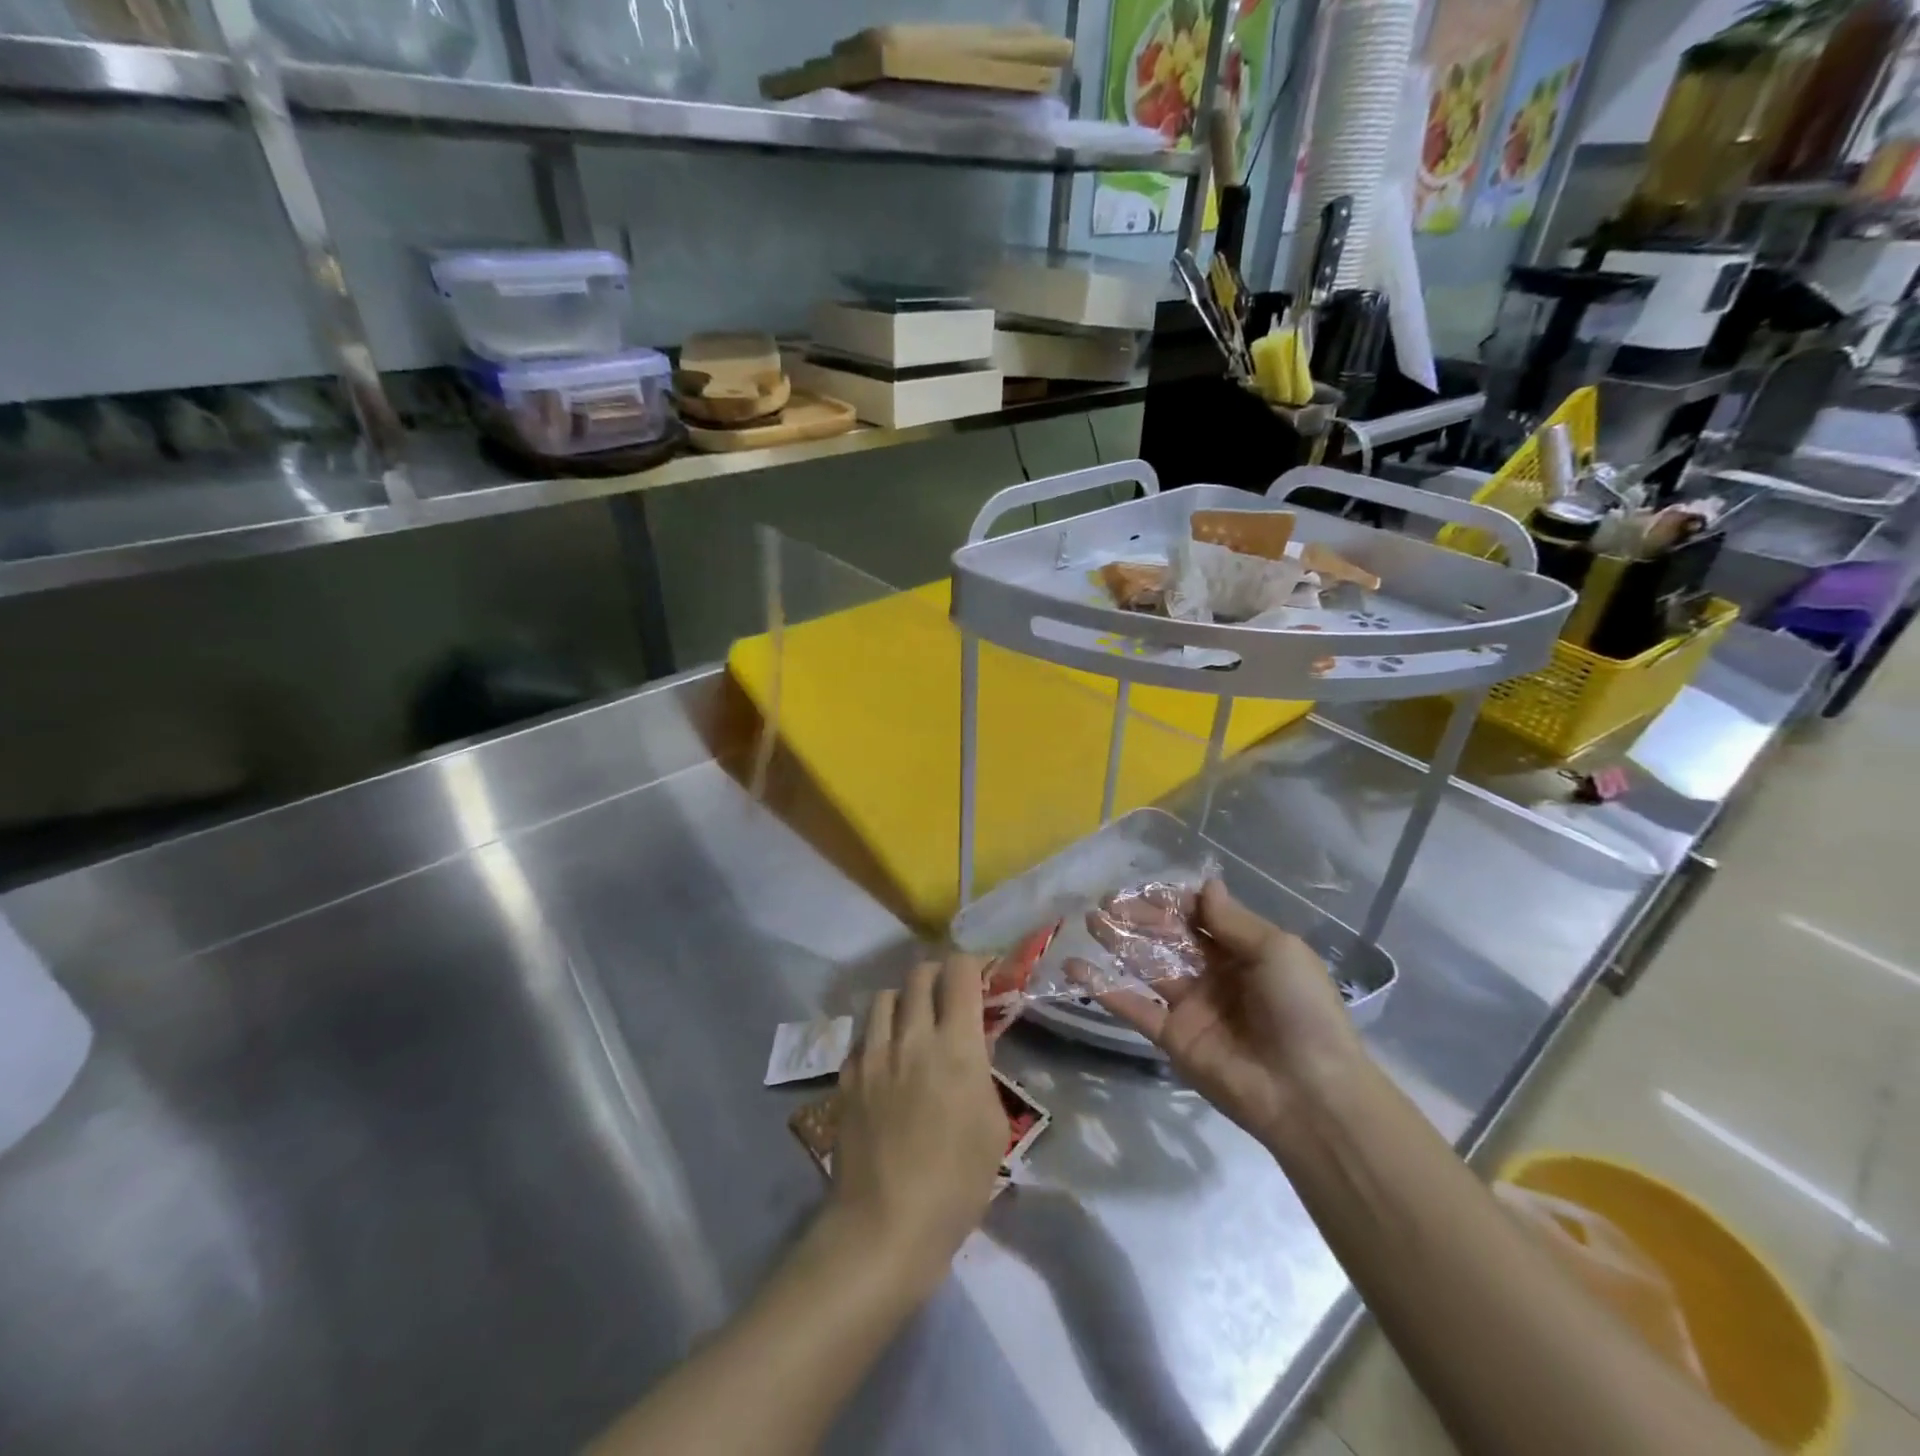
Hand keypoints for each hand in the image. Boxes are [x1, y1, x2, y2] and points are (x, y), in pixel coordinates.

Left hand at [824, 955, 1007, 1294]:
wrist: (885, 1224)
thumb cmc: (955, 1183)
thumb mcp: (993, 1127)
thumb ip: (983, 1073)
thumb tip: (972, 1046)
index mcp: (955, 1045)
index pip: (959, 972)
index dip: (971, 964)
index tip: (980, 976)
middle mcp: (912, 1036)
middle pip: (919, 973)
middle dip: (938, 975)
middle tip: (948, 997)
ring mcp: (873, 1054)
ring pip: (885, 996)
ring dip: (904, 1001)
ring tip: (913, 1024)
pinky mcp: (847, 1075)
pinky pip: (864, 1035)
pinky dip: (879, 1035)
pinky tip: (886, 1061)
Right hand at [1080, 879, 1364, 1146]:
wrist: (1308, 1092)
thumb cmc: (1300, 1010)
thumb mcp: (1277, 951)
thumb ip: (1232, 920)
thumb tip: (1206, 885)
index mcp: (1244, 952)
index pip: (1200, 917)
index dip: (1172, 902)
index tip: (1144, 889)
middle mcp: (1214, 975)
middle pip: (1169, 937)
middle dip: (1139, 917)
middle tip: (1105, 902)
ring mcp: (1190, 1006)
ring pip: (1147, 966)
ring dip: (1118, 943)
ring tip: (1088, 921)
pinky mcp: (1171, 1036)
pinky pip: (1133, 1007)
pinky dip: (1103, 988)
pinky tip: (1074, 968)